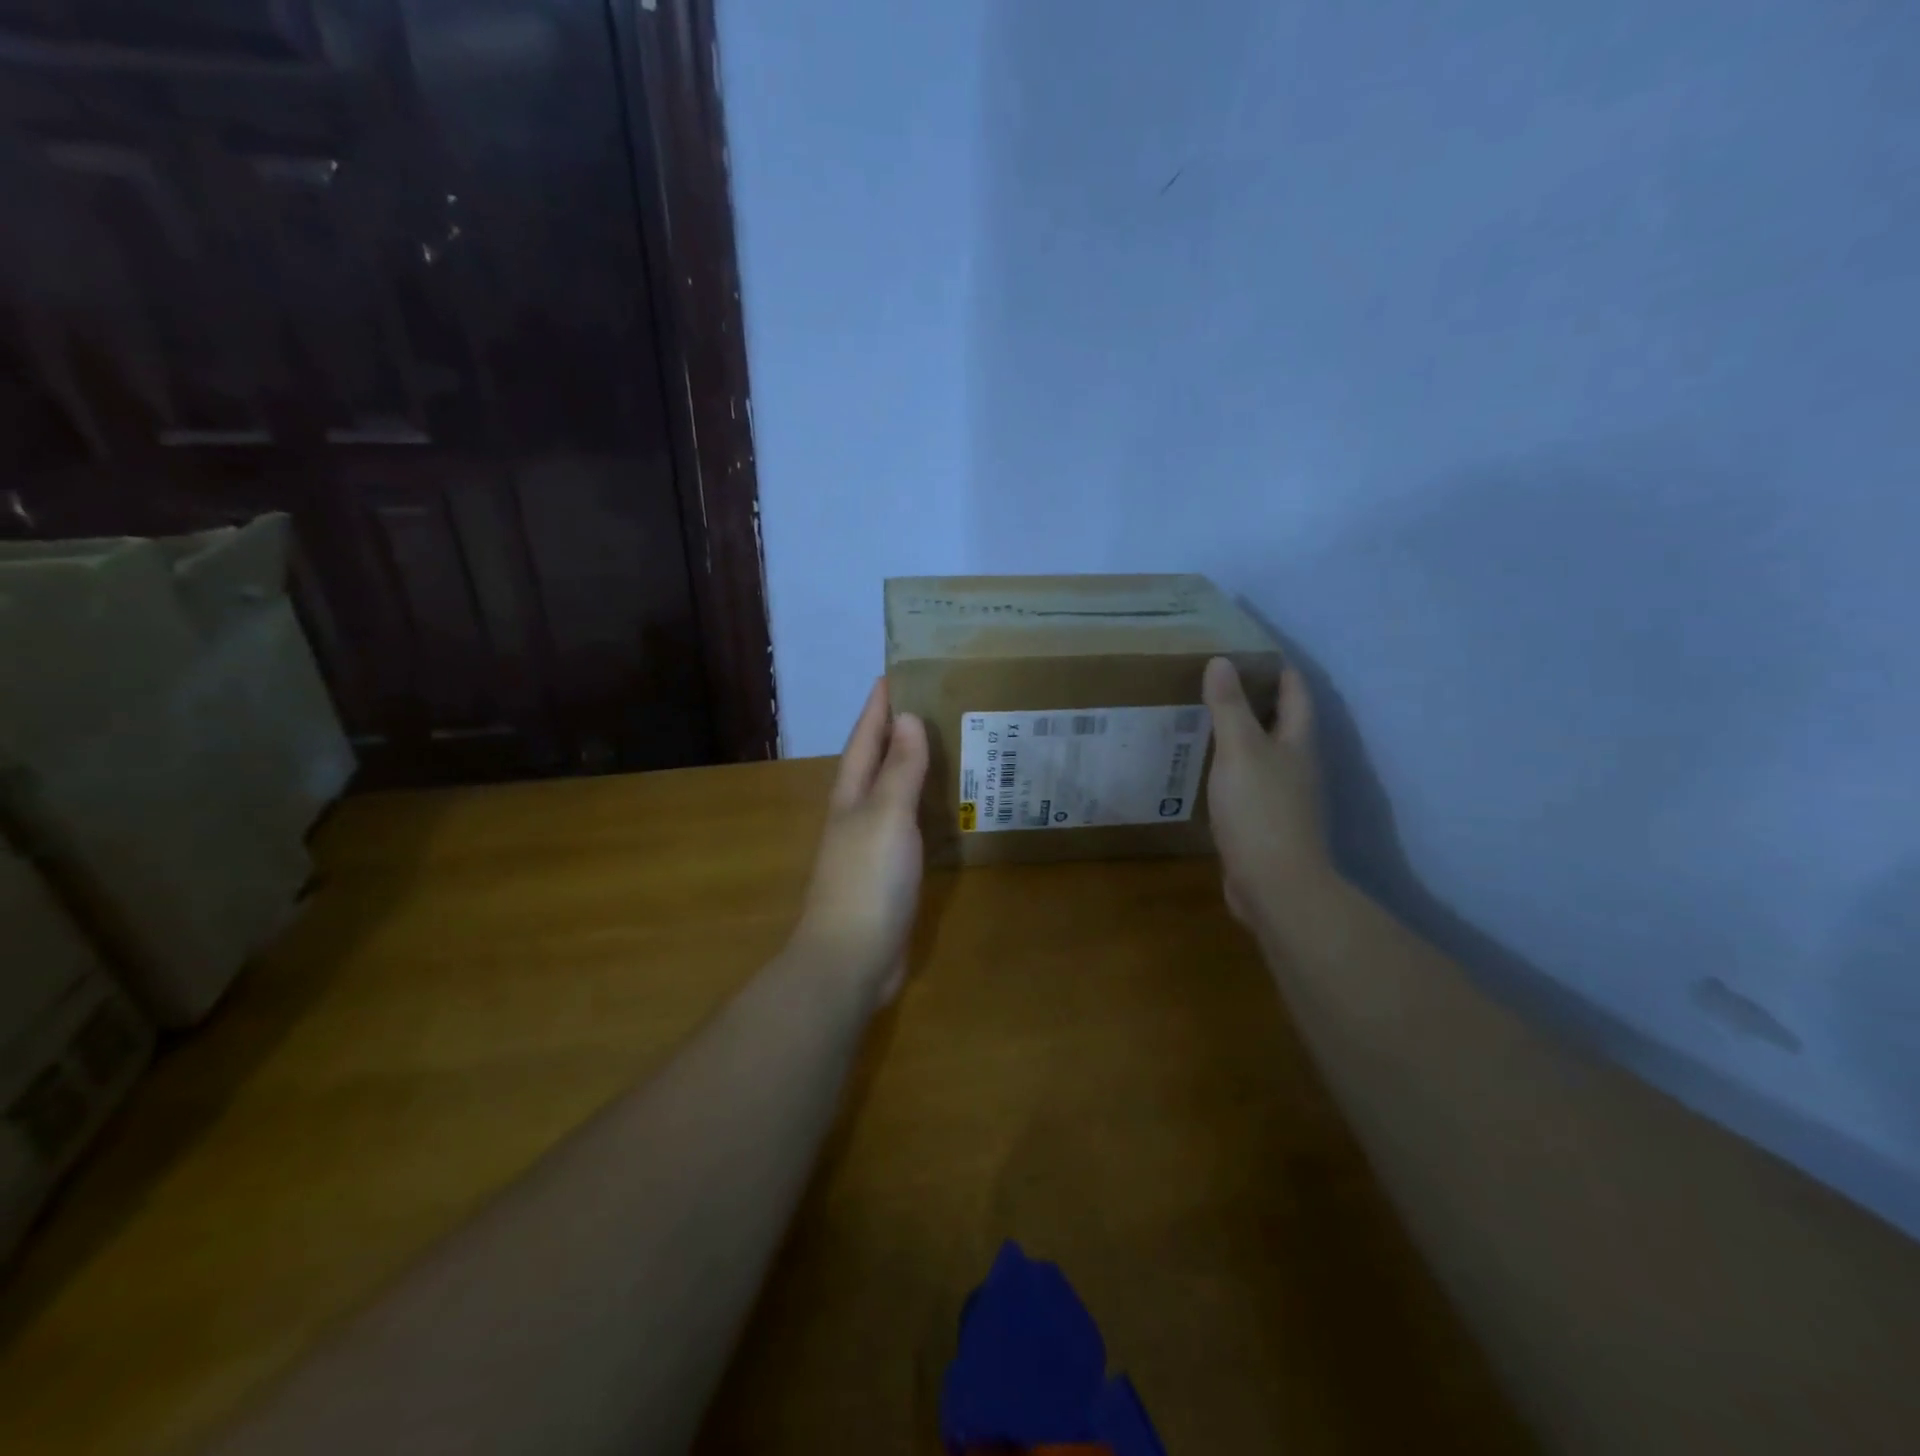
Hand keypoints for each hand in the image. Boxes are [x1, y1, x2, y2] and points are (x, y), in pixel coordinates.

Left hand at [791, 677, 928, 1006]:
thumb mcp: (886, 816)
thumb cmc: (867, 879)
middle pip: (876, 762)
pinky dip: (926, 808)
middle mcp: (858, 814)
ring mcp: (872, 846)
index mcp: (852, 795)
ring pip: (894, 794)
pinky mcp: (890, 873)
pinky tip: (948, 808)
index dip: (878, 707)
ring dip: (913, 768)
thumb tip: (907, 717)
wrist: (852, 958)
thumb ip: (899, 769)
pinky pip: (910, 826)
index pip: (865, 739)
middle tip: (932, 702)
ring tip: (947, 745)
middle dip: (896, 731)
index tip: (895, 673)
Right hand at [1203, 656, 1336, 948]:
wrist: (1275, 884)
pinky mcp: (1265, 822)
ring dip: (1241, 736)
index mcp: (1298, 741)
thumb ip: (1228, 706)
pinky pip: (1248, 783)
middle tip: (1216, 682)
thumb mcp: (1239, 750)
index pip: (1295, 691)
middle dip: (1256, 699)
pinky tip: (1206, 770)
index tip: (1247, 650)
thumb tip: (1221, 660)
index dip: (1276, 668)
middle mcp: (1297, 764)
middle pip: (1282, 721)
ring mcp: (1284, 796)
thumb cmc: (1260, 810)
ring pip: (1263, 754)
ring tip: (1204, 720)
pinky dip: (1230, 769)